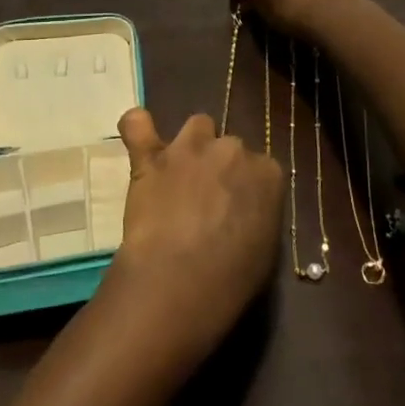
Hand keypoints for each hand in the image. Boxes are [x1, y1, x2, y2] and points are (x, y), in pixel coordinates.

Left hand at [101, 109, 284, 359]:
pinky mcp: (151, 156)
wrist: (181, 280)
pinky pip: (138, 125)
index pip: (262, 168)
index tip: (238, 208)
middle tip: (206, 200)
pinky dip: (136, 128)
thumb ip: (258, 216)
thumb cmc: (232, 279)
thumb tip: (244, 213)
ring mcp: (189, 148)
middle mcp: (233, 149)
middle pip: (229, 145)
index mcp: (268, 173)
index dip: (246, 187)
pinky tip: (137, 136)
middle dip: (220, 166)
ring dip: (190, 145)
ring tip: (179, 174)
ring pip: (196, 126)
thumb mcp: (265, 250)